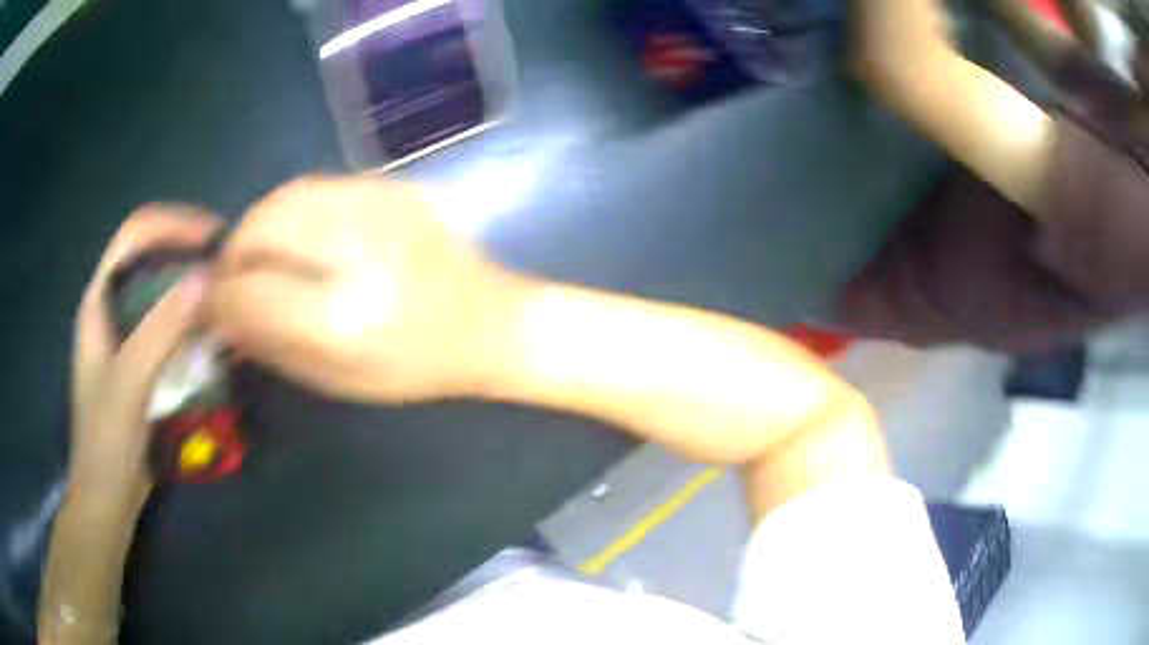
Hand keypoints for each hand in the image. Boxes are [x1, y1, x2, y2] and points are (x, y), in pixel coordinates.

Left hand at [71, 206, 220, 496]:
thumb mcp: (129, 384)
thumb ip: (160, 330)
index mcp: (99, 302)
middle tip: (226, 265)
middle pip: (149, 258)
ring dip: (193, 290)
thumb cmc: (107, 442)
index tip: (212, 236)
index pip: (133, 236)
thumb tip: (206, 278)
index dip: (171, 224)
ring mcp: (127, 339)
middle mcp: (113, 311)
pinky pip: (169, 330)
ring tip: (226, 298)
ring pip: (161, 294)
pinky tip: (214, 339)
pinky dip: (193, 325)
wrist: (108, 498)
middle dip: (187, 252)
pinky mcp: (142, 365)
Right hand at [210, 176, 528, 402]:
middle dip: (233, 254)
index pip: (249, 290)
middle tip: (232, 279)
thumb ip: (268, 343)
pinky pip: (316, 187)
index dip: (220, 299)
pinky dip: (290, 211)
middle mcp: (356, 246)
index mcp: (343, 314)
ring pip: (283, 197)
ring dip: (257, 227)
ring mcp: (378, 204)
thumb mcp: (336, 378)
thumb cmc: (414, 366)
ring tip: (259, 257)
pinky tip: (298, 237)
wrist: (489, 322)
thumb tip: (220, 315)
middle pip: (259, 227)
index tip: (212, 309)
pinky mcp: (392, 186)